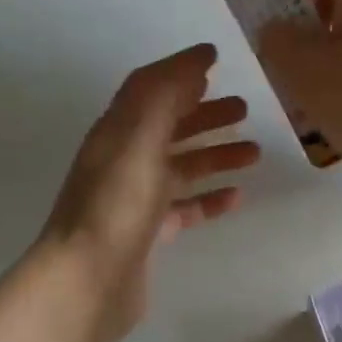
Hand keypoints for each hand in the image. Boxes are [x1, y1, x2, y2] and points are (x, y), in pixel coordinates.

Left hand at [39, 44, 257, 341]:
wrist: (88, 282)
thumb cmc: (116, 204)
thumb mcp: (138, 138)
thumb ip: (165, 95)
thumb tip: (196, 61)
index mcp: (117, 132)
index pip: (149, 88)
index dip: (180, 71)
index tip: (217, 60)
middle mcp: (123, 160)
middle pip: (168, 126)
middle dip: (204, 113)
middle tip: (244, 109)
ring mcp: (135, 199)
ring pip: (180, 167)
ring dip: (214, 155)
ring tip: (254, 153)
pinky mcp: (148, 234)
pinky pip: (184, 207)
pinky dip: (209, 198)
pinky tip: (236, 197)